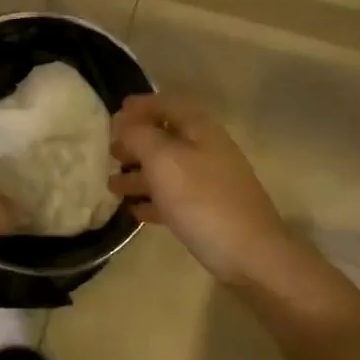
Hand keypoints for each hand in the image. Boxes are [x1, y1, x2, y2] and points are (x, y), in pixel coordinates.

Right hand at [109, 94, 299, 286]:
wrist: (250, 255)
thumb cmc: (202, 200)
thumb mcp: (163, 160)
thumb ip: (139, 135)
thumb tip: (124, 122)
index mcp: (199, 129)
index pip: (166, 105)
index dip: (140, 106)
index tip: (113, 114)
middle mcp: (206, 150)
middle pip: (165, 137)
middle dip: (136, 142)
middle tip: (109, 151)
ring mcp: (210, 182)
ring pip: (167, 170)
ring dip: (139, 174)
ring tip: (111, 184)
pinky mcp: (209, 212)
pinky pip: (174, 198)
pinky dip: (153, 200)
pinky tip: (134, 211)